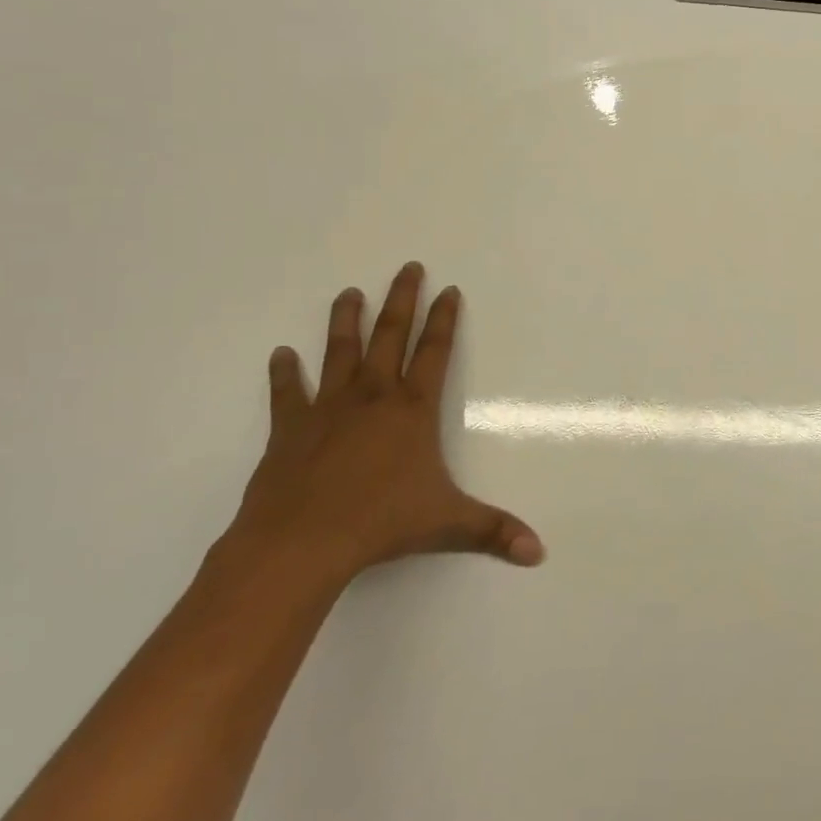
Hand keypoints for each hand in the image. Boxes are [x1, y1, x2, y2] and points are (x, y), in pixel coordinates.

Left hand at [228, 262, 544, 588]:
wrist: (301, 542)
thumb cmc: (380, 524)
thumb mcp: (447, 525)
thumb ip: (493, 531)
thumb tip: (539, 552)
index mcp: (412, 409)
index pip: (435, 351)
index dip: (444, 319)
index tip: (449, 289)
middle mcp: (373, 396)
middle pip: (391, 335)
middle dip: (402, 299)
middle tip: (407, 267)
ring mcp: (329, 408)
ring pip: (340, 351)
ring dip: (346, 320)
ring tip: (349, 293)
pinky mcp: (290, 428)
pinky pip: (288, 393)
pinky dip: (285, 373)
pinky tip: (282, 355)